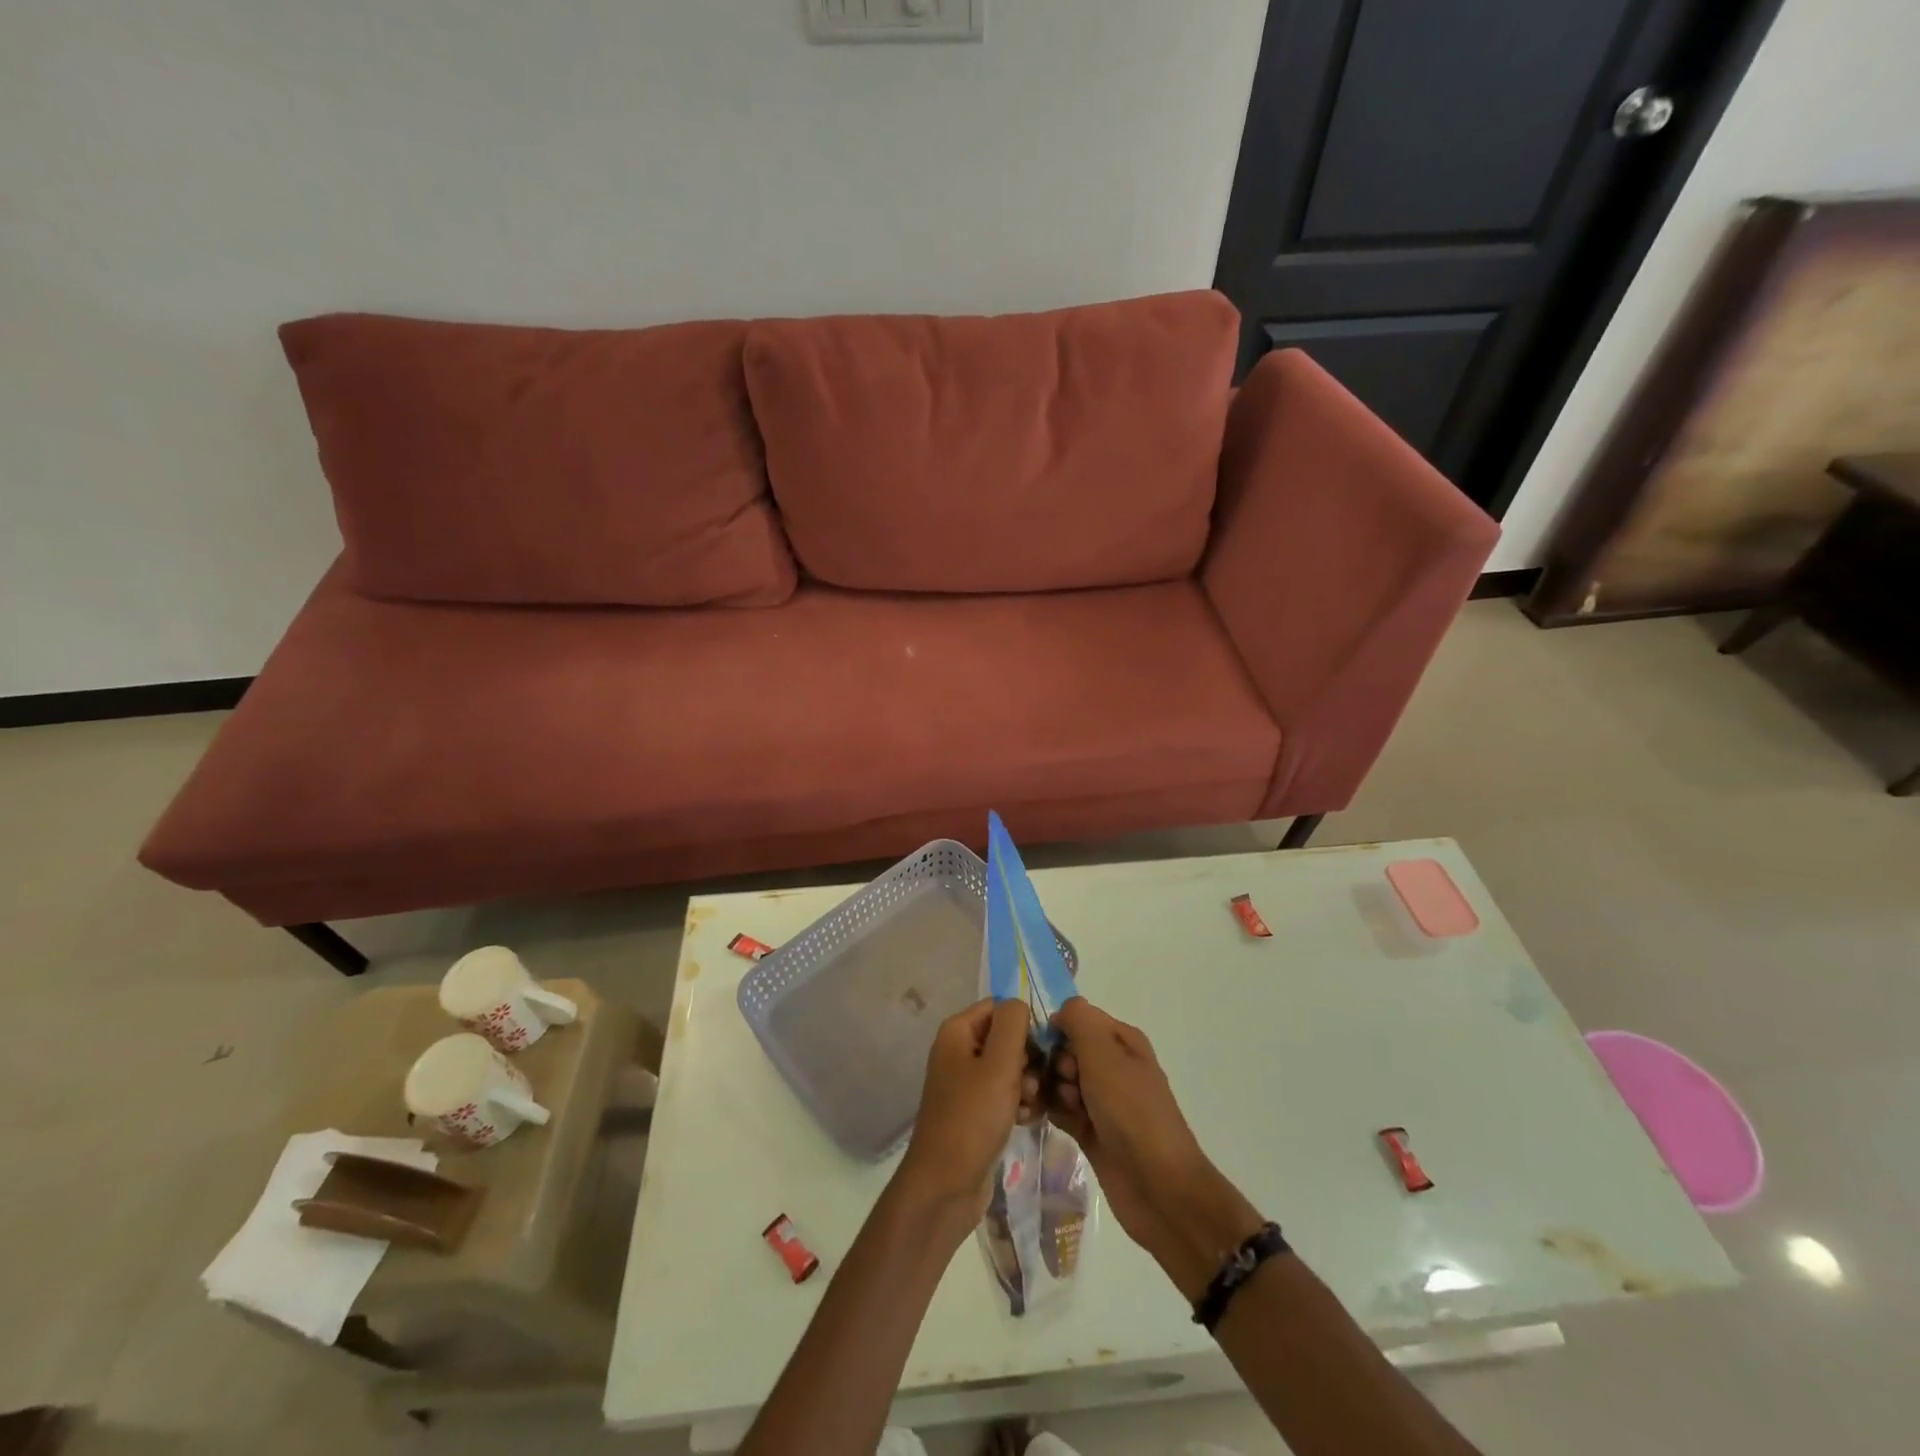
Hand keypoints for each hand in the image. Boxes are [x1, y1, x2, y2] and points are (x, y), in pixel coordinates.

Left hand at [897, 1000, 1040, 1231]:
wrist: (946, 1185)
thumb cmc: (972, 1118)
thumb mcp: (998, 1065)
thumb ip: (1012, 1026)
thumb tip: (1019, 1003)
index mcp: (958, 1032)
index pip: (1000, 1007)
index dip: (1025, 1022)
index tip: (1045, 1046)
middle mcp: (959, 1051)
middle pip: (1007, 1037)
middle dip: (1029, 1057)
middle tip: (1036, 1082)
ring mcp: (967, 1083)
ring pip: (1010, 1068)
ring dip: (1027, 1083)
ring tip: (1031, 1104)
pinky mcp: (976, 1111)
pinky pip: (1005, 1095)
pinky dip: (1019, 1103)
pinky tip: (1028, 1120)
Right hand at [1049, 999, 1263, 1297]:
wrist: (1159, 1189)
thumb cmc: (1132, 1113)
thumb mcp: (1104, 1055)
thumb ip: (1079, 1021)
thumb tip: (1061, 1011)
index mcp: (1121, 1041)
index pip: (1077, 1019)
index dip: (1057, 1031)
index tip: (1049, 1052)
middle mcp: (1112, 1065)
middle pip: (1065, 1050)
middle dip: (1050, 1063)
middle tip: (1057, 1086)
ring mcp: (1101, 1100)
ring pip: (1060, 1080)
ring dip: (1047, 1088)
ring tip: (1044, 1106)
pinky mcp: (1091, 1130)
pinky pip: (1061, 1109)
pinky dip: (1049, 1109)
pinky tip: (1035, 1117)